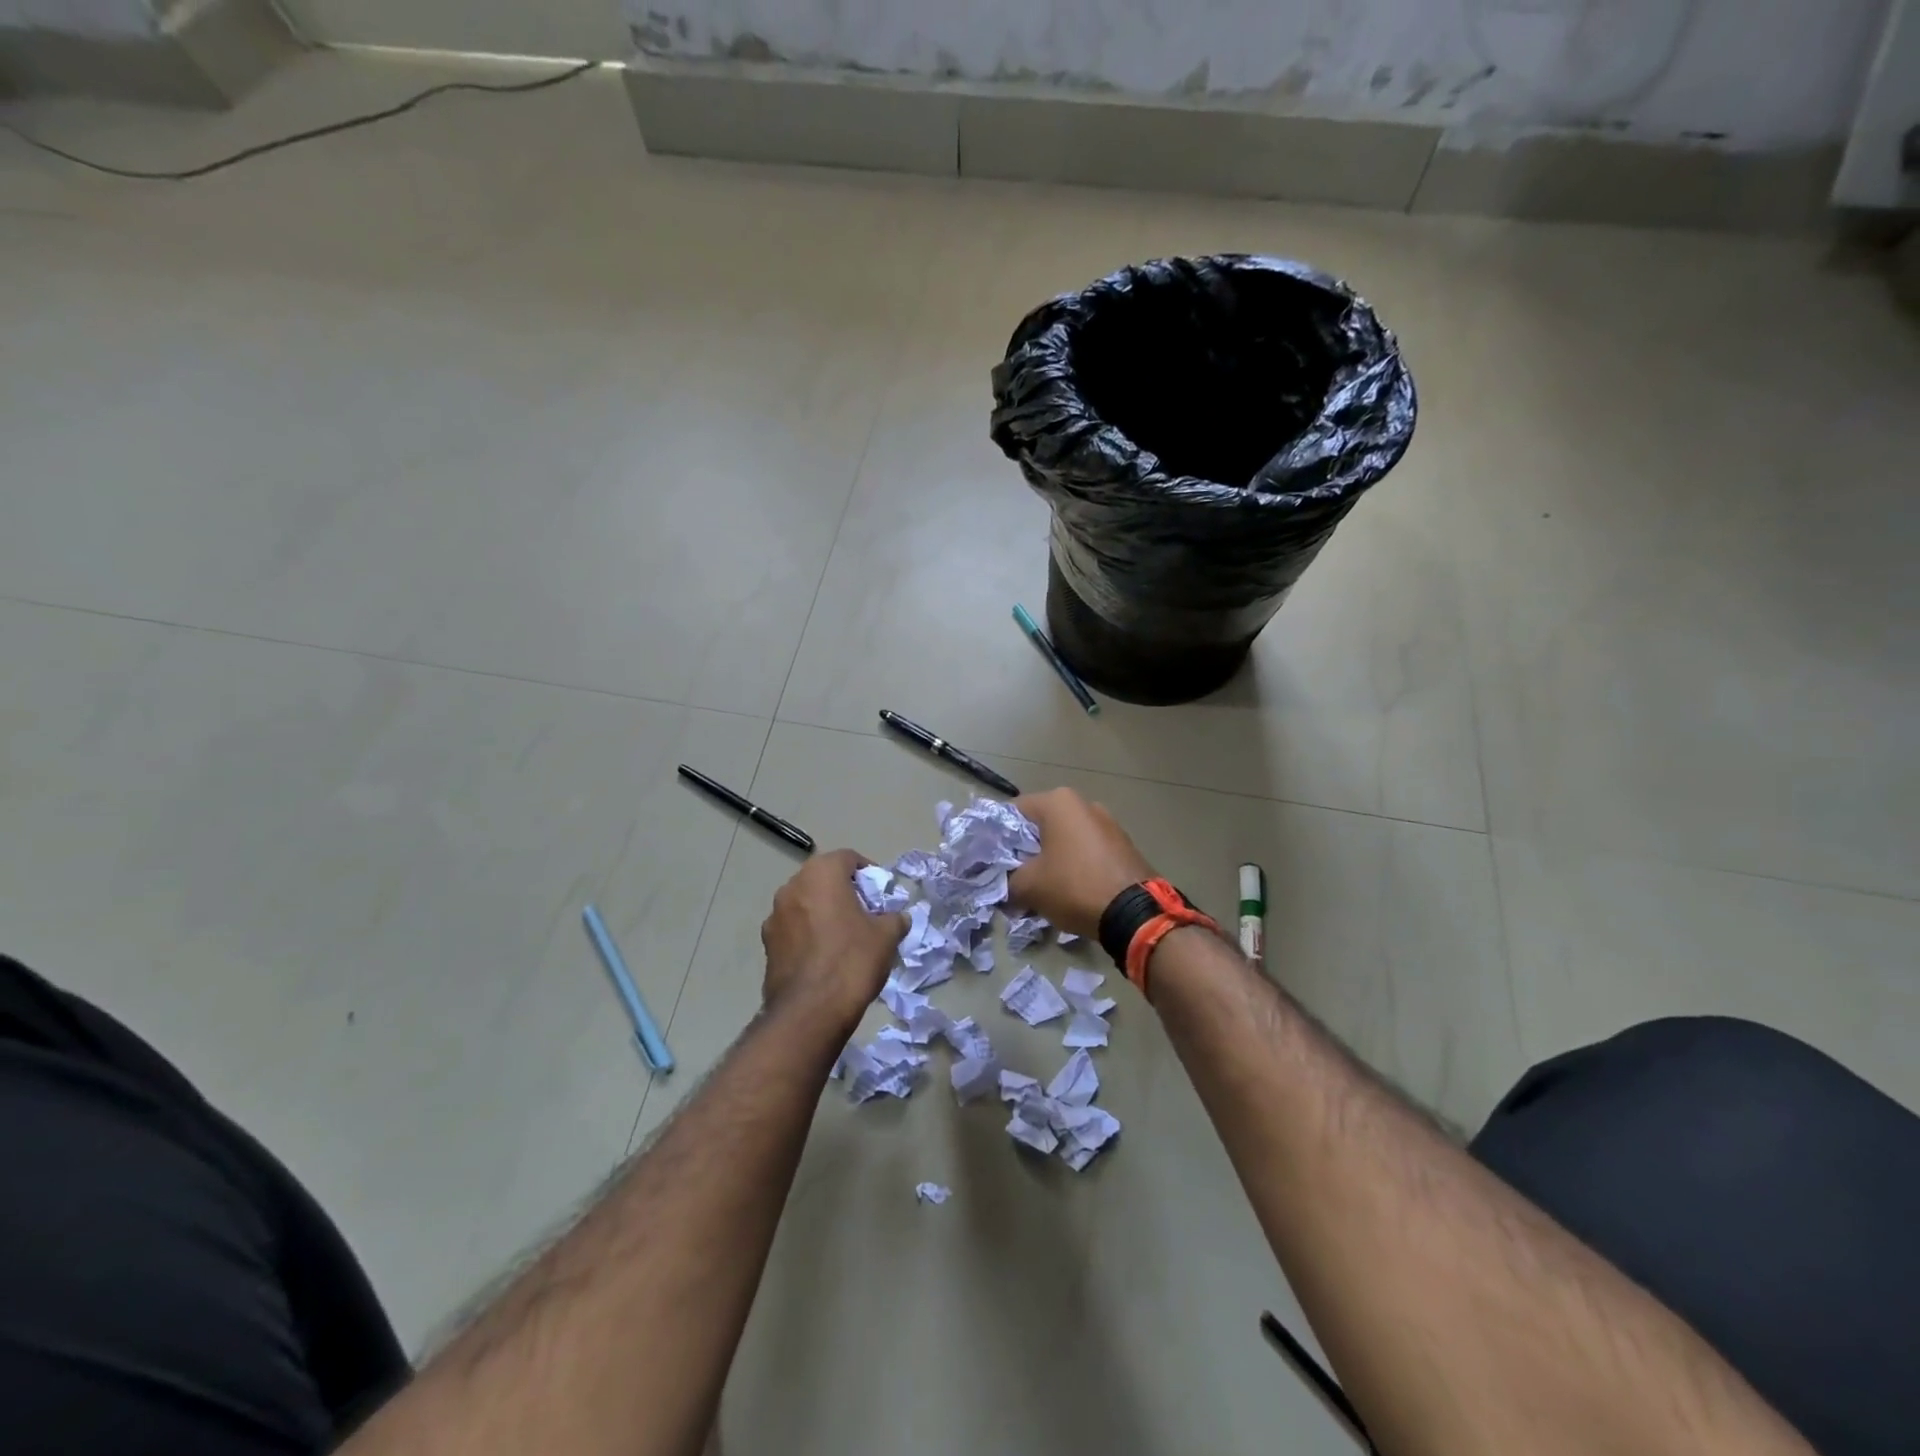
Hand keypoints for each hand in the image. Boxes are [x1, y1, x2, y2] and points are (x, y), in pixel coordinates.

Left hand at [761, 849, 906, 1025]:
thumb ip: (894, 918)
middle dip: (845, 892)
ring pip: (806, 904)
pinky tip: (825, 957)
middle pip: (824, 879)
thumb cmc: (852, 960)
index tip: (881, 893)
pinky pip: (794, 929)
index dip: (869, 872)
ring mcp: (774, 916)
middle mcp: (792, 887)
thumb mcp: (886, 936)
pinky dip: (809, 934)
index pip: (848, 858)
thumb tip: (897, 917)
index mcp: (820, 874)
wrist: (810, 1012)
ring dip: (824, 912)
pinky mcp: (767, 945)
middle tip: (866, 913)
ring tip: (845, 937)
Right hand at [1007, 788, 1155, 938]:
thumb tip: (1005, 885)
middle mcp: (1084, 804)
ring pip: (1064, 839)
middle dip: (1025, 851)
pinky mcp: (1122, 845)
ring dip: (1049, 860)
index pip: (1013, 811)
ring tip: (1040, 889)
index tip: (991, 861)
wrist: (1135, 913)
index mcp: (1058, 802)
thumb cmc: (1074, 887)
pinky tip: (1068, 891)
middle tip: (1013, 878)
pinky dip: (1073, 866)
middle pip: (1040, 825)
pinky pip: (1086, 851)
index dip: (997, 837)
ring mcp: (1107, 823)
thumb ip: (1007, 879)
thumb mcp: (1028, 886)